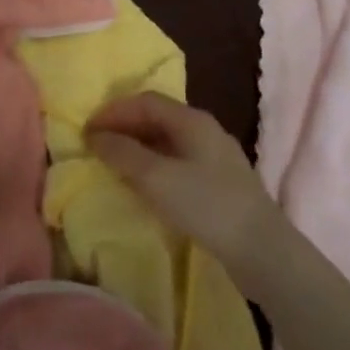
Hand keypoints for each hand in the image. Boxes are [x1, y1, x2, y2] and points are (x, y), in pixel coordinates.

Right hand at [84, 93, 284, 271]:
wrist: (262, 249)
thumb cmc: (206, 205)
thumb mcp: (157, 178)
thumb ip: (123, 154)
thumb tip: (96, 136)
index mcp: (192, 119)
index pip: (146, 100)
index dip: (114, 111)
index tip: (88, 130)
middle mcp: (205, 129)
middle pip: (158, 117)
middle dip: (125, 127)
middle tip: (97, 145)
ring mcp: (215, 156)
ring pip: (168, 140)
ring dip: (138, 147)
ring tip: (115, 164)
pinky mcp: (220, 182)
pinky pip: (178, 161)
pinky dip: (154, 164)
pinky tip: (145, 185)